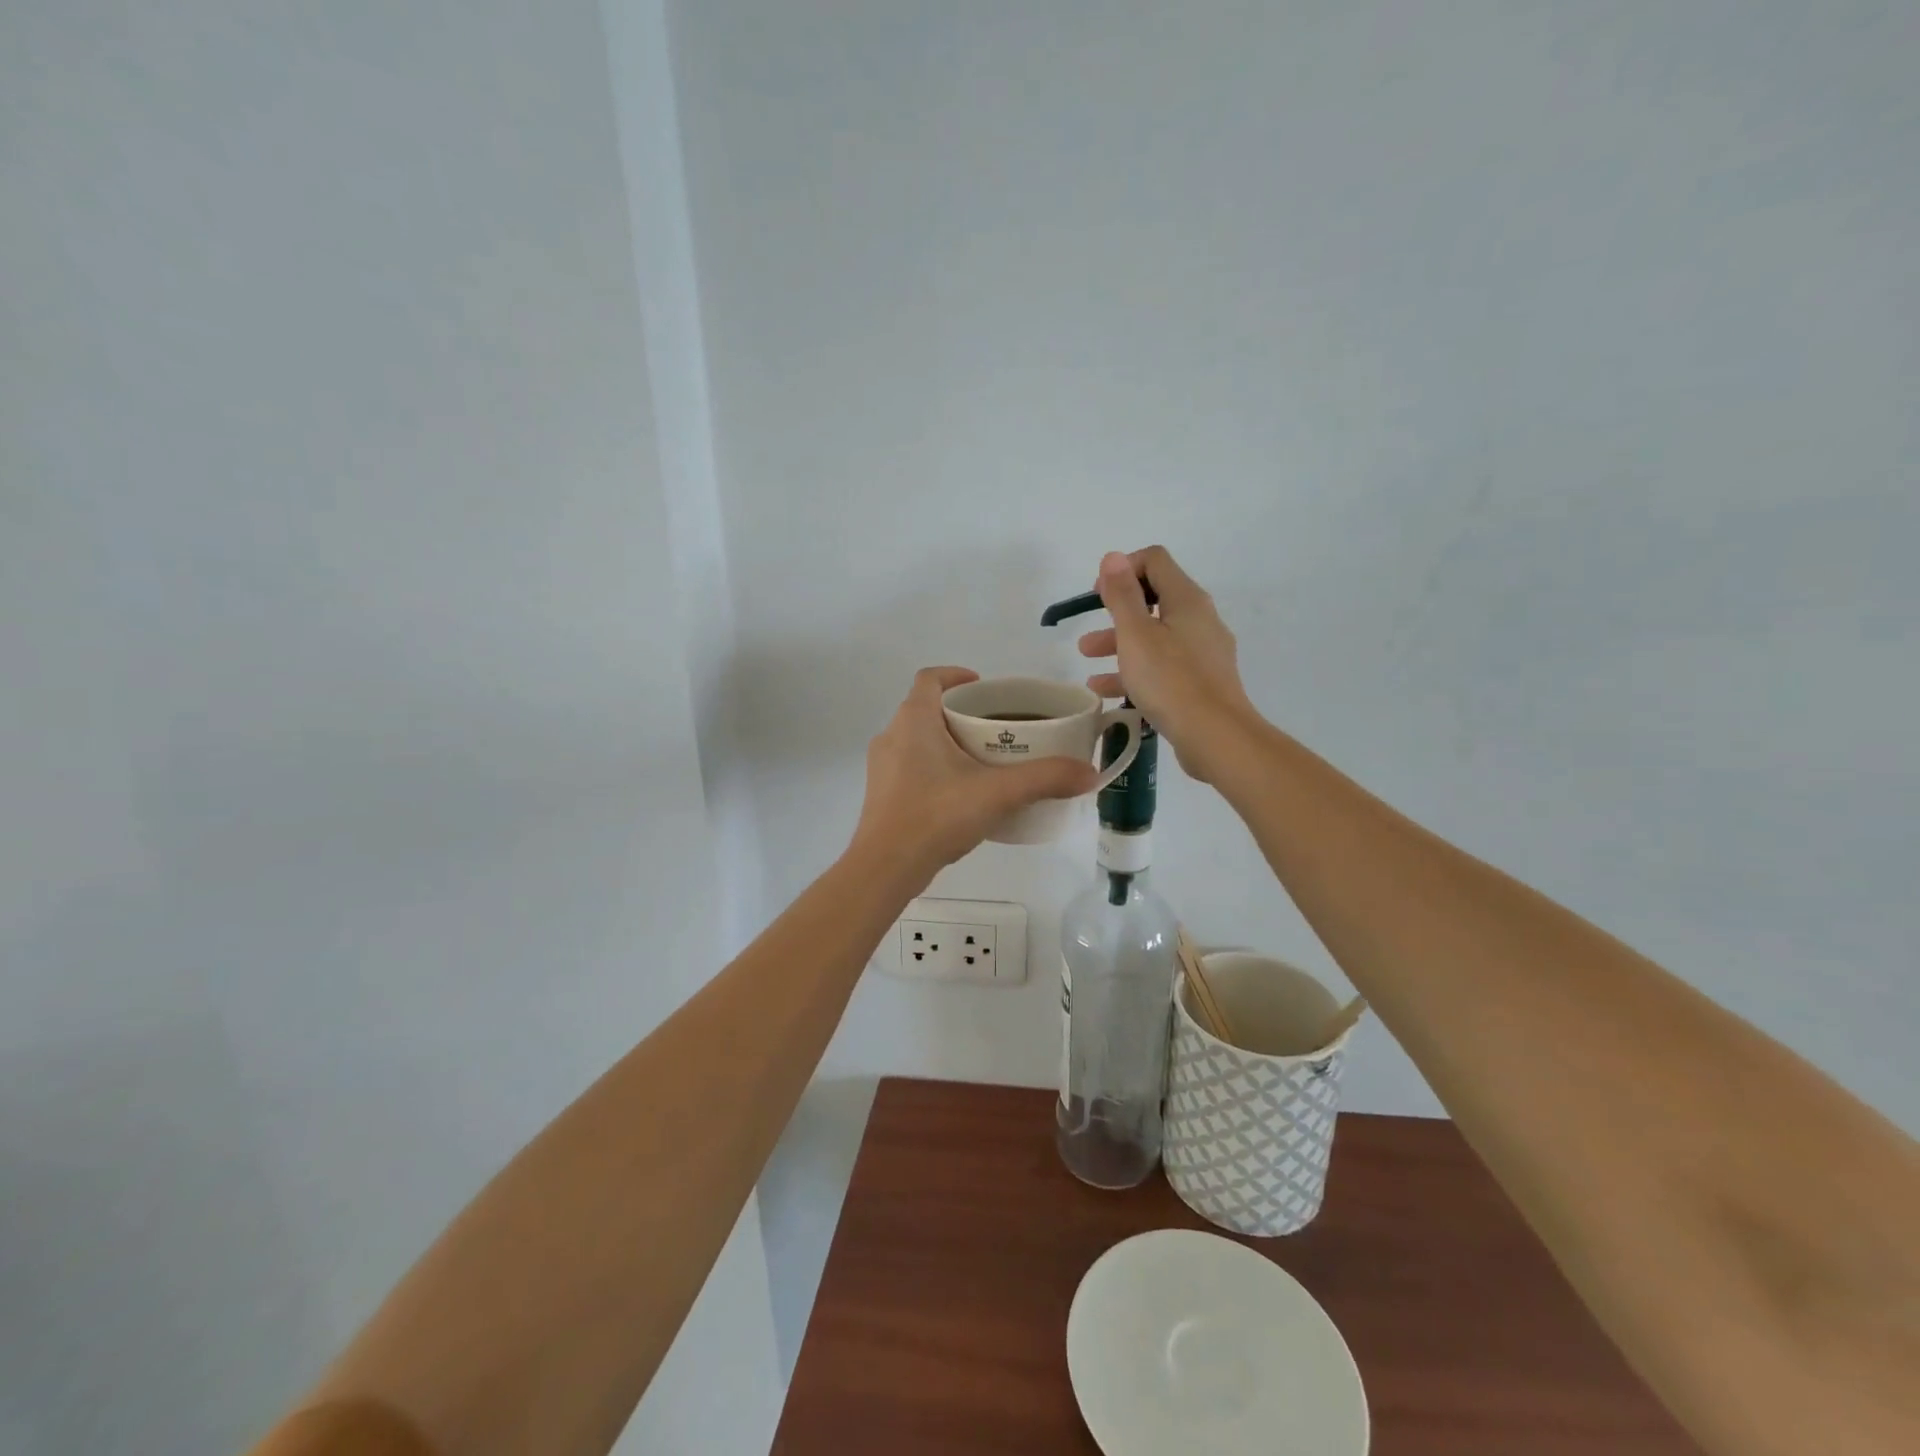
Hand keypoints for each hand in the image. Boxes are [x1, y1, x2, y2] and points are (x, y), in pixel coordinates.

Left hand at [850, 667, 1098, 878]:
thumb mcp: (998, 794)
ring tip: (984, 761)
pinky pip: (911, 765)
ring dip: (948, 741)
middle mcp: (892, 735)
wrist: (885, 868)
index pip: (930, 678)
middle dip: (962, 713)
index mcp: (914, 720)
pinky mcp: (882, 793)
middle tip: (997, 728)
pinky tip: (961, 793)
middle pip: (927, 708)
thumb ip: (1045, 779)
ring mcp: (882, 766)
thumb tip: (1089, 773)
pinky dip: (935, 767)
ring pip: (918, 739)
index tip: (985, 688)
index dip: (957, 675)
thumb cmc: (937, 816)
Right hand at [1078, 547, 1256, 783]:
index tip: (1097, 595)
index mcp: (1187, 600)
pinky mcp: (1202, 683)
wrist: (1216, 737)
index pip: (1155, 561)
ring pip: (1156, 638)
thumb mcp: (1136, 635)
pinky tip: (1107, 691)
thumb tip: (1113, 557)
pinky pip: (1163, 667)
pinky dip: (1135, 671)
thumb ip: (1122, 595)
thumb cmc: (1171, 681)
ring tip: (1087, 662)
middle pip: (1153, 601)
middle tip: (1088, 631)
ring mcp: (1204, 653)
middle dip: (1116, 613)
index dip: (1123, 570)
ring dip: (1119, 645)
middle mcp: (1200, 619)